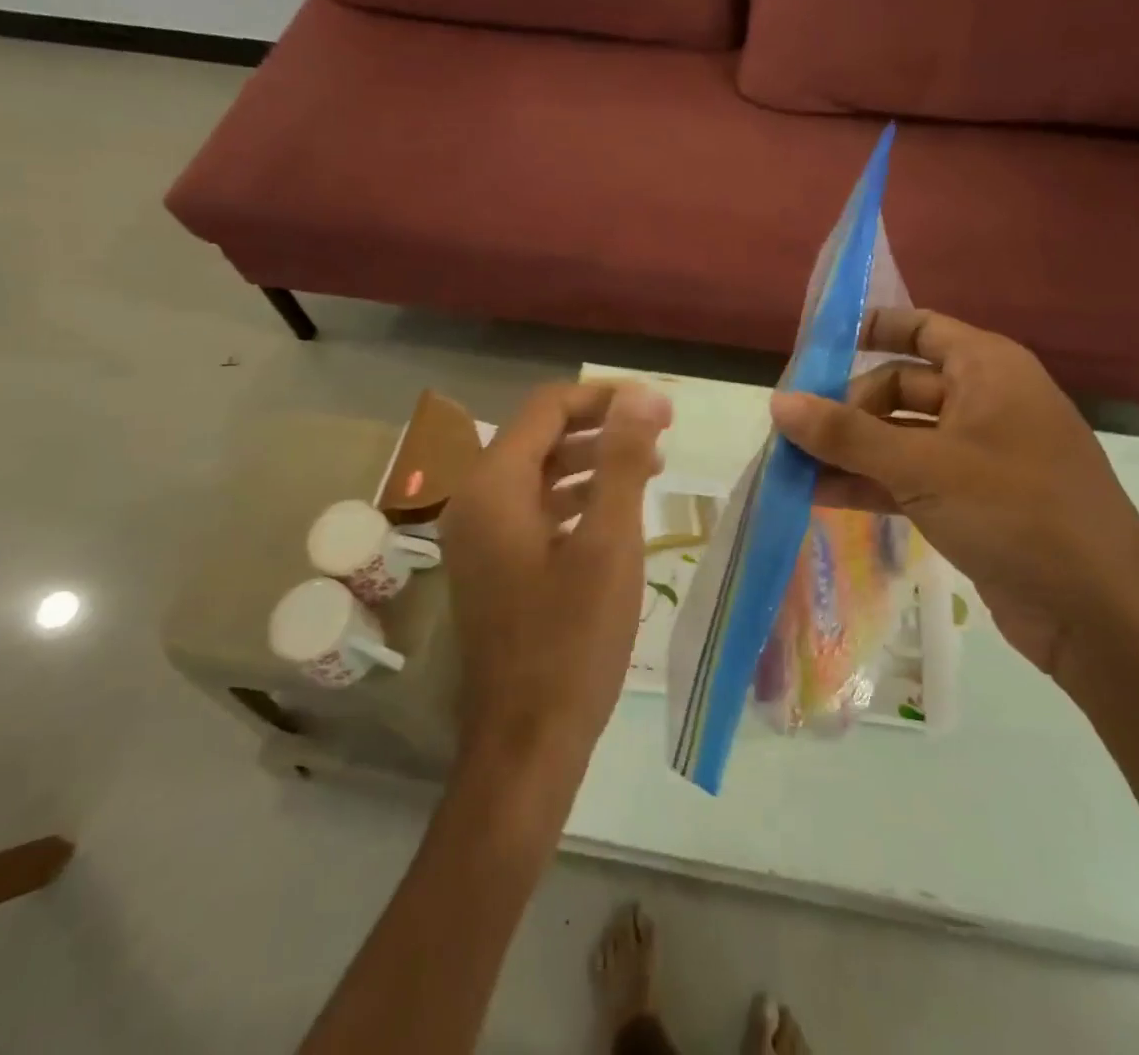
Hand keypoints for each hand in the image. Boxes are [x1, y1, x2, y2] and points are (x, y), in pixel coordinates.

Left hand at [438, 381, 672, 790]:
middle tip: (662, 433)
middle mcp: (476, 500)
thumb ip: (623, 461)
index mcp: (495, 486)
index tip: (660, 408)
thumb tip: (642, 395)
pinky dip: (577, 499)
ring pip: (540, 473)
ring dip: (593, 461)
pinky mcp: (494, 565)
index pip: (548, 407)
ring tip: (650, 467)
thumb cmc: (571, 642)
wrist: (526, 744)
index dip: (606, 397)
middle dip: (602, 427)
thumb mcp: (609, 544)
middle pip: (541, 435)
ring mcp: (480, 536)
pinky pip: (536, 510)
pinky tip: (617, 511)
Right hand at [770, 308, 1138, 677]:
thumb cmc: (1015, 512)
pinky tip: (821, 497)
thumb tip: (777, 402)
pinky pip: (912, 478)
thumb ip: (846, 434)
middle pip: (900, 387)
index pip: (920, 327)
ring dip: (851, 451)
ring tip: (792, 466)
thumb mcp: (922, 466)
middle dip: (846, 409)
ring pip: (901, 437)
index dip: (869, 330)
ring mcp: (981, 454)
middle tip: (794, 434)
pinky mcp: (975, 501)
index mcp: (988, 369)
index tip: (814, 349)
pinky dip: (872, 484)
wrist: (1098, 614)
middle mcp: (986, 401)